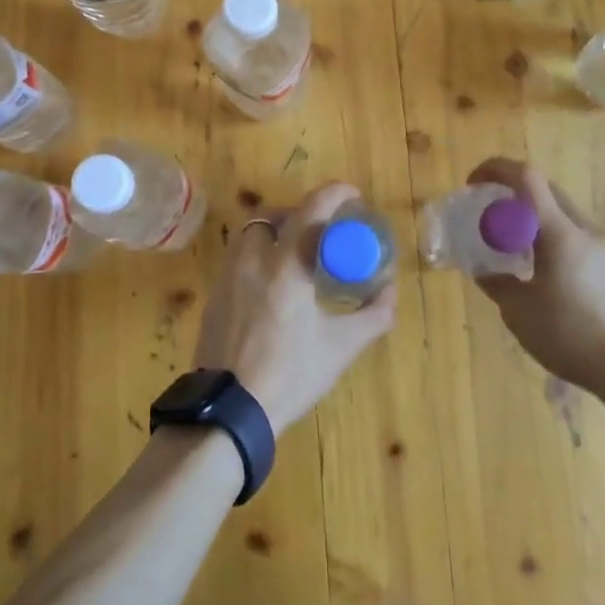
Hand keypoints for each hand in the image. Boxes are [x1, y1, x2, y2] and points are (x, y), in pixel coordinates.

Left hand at [192, 181, 396, 435]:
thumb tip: (391, 290)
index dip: (333, 194)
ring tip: (297, 256)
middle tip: (322, 230)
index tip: (352, 195)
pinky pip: (238, 257)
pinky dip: (259, 255)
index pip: (310, 211)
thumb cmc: (289, 375)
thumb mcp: (340, 348)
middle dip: (299, 213)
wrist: (228, 410)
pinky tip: (273, 285)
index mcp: (286, 267)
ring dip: (275, 233)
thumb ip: (373, 315)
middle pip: (273, 216)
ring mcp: (227, 276)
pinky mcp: (214, 294)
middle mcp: (252, 260)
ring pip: (251, 234)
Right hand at [466, 157, 604, 390]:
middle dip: (514, 192)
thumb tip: (482, 269)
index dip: (496, 169)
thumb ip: (496, 282)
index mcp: (559, 233)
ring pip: (565, 216)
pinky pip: (581, 240)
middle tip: (489, 214)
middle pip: (547, 191)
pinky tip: (550, 278)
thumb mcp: (519, 312)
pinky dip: (557, 241)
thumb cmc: (570, 337)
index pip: (527, 177)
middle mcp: (586, 230)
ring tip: (517, 250)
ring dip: (536, 219)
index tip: (473, 183)